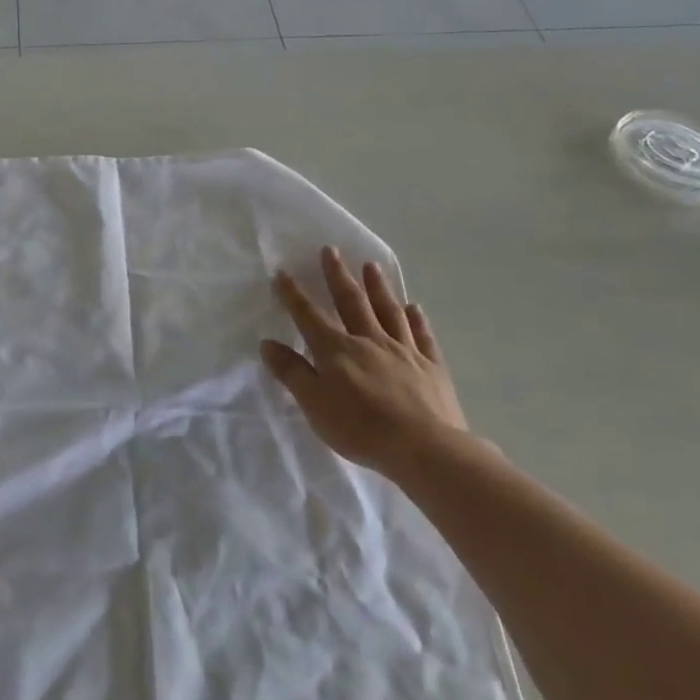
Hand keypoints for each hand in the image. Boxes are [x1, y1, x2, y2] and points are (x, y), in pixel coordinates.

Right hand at [261, 248, 468, 476]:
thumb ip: (292, 372)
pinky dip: (417, 319)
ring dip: (378, 287)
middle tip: (331, 250)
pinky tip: (414, 308)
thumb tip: (268, 343)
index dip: (294, 294)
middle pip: (351, 302)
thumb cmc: (361, 428)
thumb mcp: (314, 404)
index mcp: (336, 350)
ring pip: (388, 311)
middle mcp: (369, 341)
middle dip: (338, 276)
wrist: (425, 448)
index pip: (309, 316)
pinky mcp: (432, 367)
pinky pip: (423, 336)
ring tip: (371, 266)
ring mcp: (404, 351)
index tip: (283, 272)